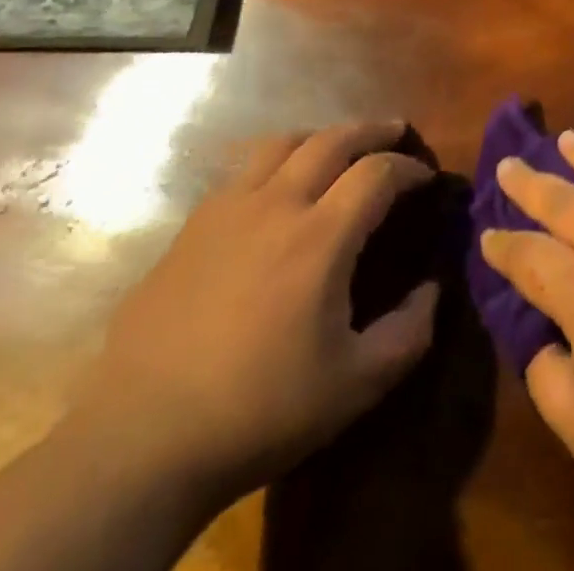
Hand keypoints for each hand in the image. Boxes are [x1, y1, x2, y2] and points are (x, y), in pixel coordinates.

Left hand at [67, 122, 437, 501]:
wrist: (141, 442)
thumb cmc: (259, 410)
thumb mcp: (355, 386)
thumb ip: (408, 333)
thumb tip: (432, 289)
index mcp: (320, 236)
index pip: (377, 172)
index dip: (408, 168)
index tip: (425, 179)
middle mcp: (276, 205)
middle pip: (332, 139)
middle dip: (372, 130)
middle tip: (395, 132)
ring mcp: (226, 211)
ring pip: (281, 143)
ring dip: (320, 137)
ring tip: (337, 149)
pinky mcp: (190, 229)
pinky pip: (242, 173)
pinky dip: (274, 164)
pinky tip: (275, 192)